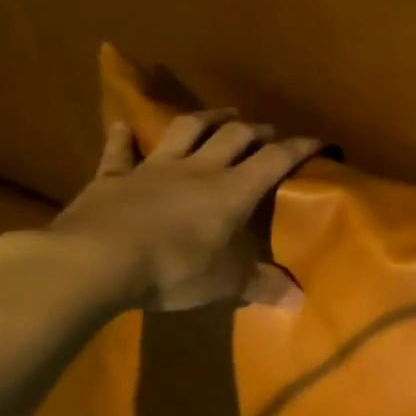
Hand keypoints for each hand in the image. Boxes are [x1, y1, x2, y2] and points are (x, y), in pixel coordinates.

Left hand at [46, 110, 322, 311]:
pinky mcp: (111, 178)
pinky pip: (119, 153)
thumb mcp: (226, 284)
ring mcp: (153, 169)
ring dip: (208, 118)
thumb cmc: (173, 270)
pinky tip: (126, 126)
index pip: (277, 159)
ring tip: (224, 114)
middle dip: (257, 130)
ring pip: (186, 130)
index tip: (322, 141)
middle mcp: (199, 170)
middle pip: (235, 136)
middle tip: (269, 131)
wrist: (94, 261)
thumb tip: (299, 300)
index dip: (302, 147)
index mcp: (234, 190)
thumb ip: (262, 286)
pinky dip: (124, 138)